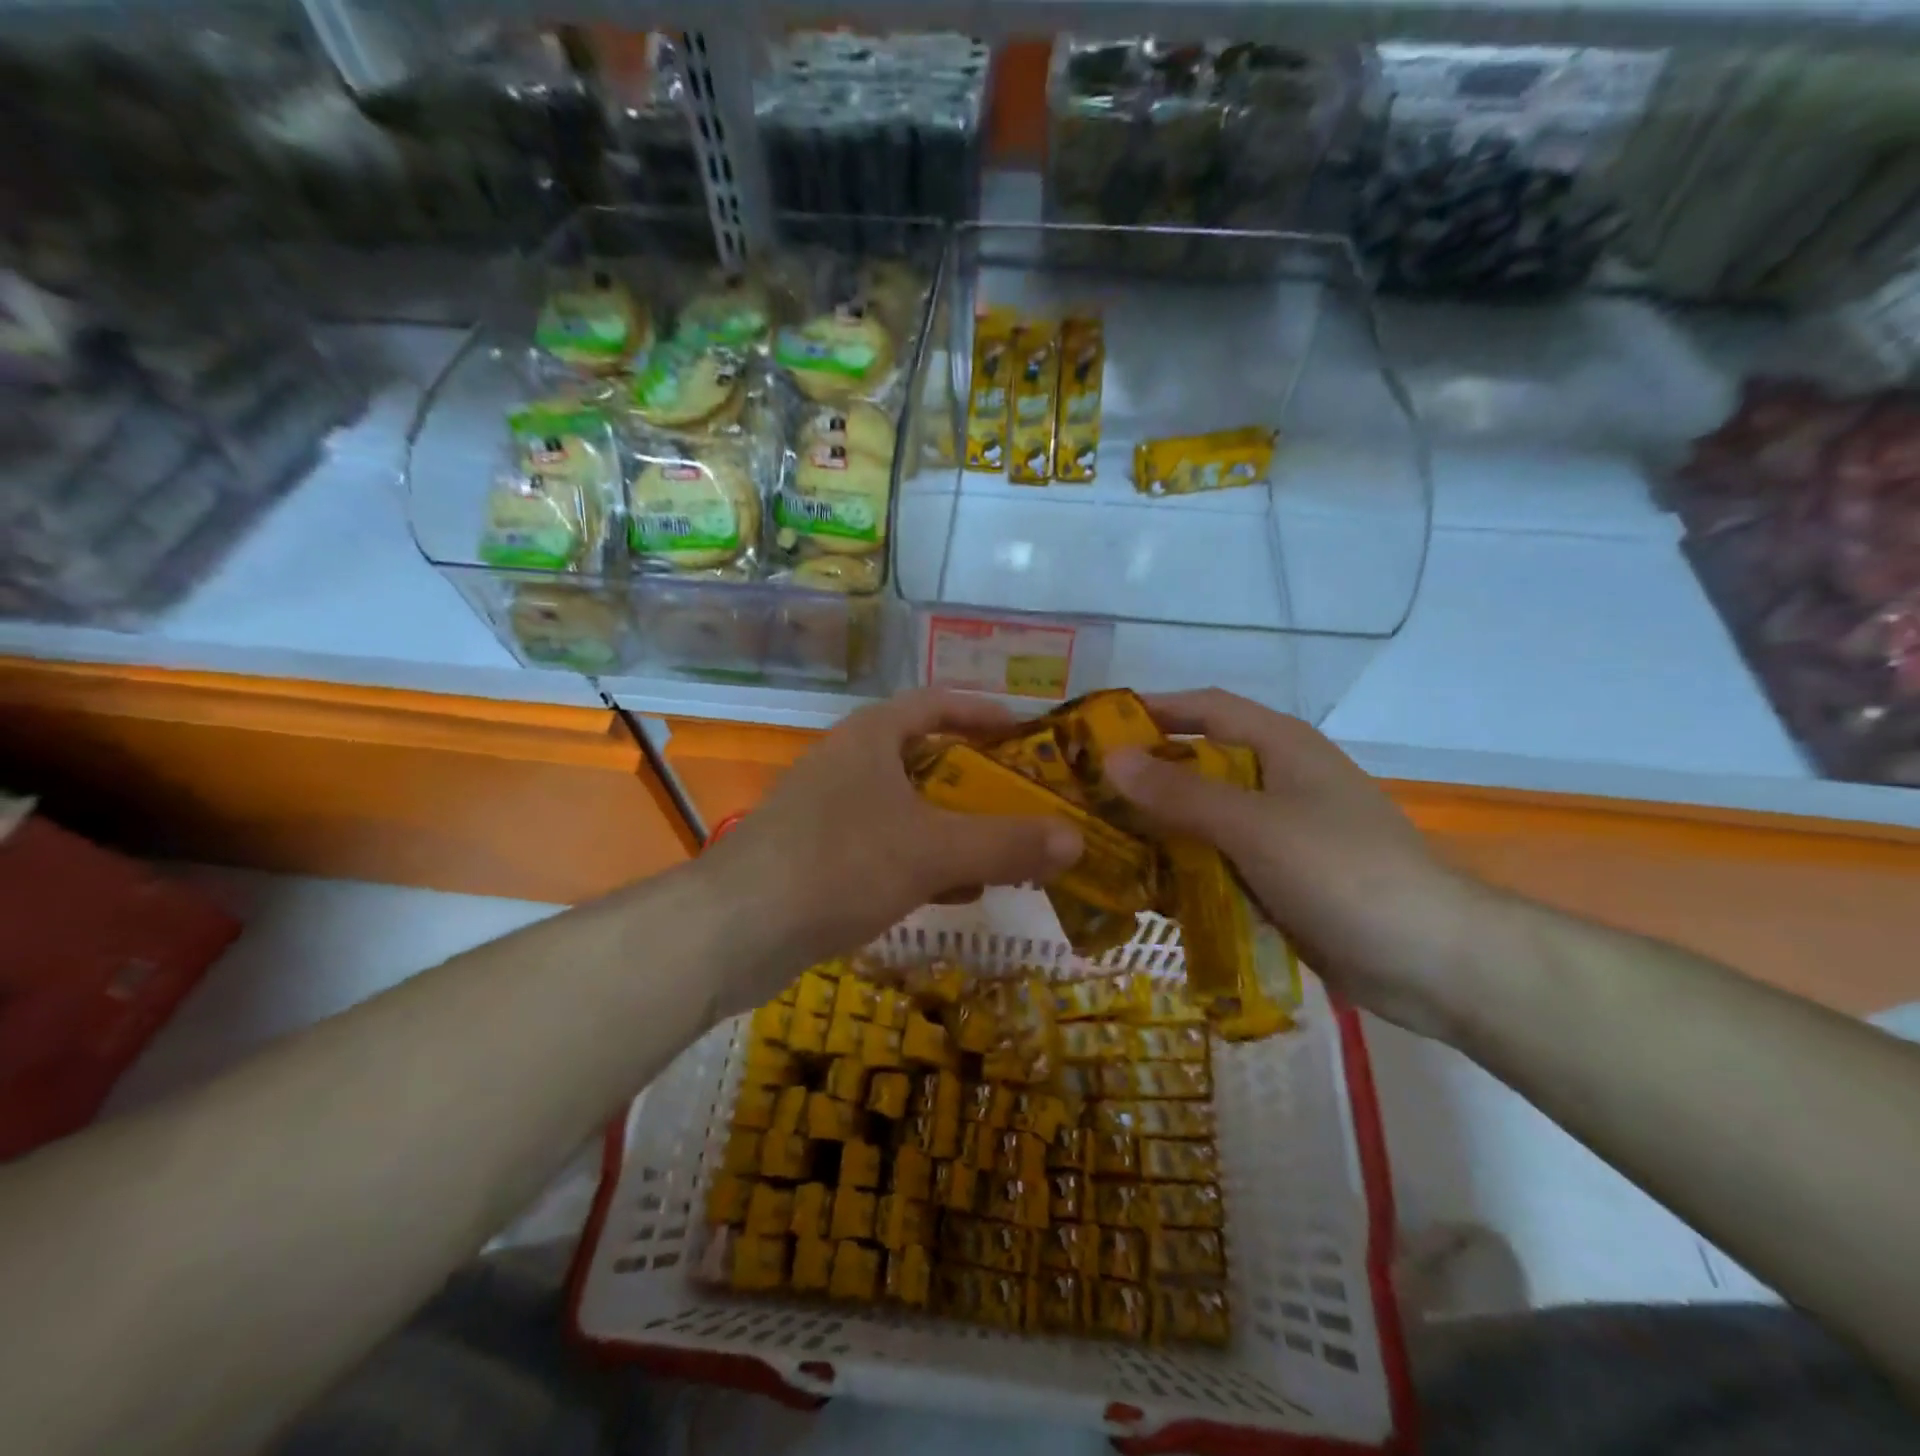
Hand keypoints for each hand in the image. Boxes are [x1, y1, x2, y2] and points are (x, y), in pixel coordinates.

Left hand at [698, 689, 1082, 1008]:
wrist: (734, 930)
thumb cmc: (838, 865)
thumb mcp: (933, 850)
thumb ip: (1006, 844)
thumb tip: (1077, 840)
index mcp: (870, 737)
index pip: (935, 702)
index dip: (982, 711)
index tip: (1025, 732)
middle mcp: (847, 764)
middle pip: (925, 756)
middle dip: (976, 778)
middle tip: (1025, 797)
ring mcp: (828, 811)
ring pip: (907, 807)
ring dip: (954, 825)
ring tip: (1004, 848)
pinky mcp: (817, 857)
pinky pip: (885, 847)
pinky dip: (923, 860)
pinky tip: (954, 891)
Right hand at [1104, 690, 1489, 1039]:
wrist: (1433, 961)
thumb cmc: (1343, 872)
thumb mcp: (1255, 826)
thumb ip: (1180, 794)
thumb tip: (1111, 758)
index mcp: (1281, 746)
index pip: (1205, 708)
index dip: (1152, 709)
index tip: (1095, 725)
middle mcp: (1279, 779)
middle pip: (1200, 764)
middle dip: (1146, 775)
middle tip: (1084, 792)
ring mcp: (1283, 831)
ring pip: (1207, 816)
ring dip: (1161, 825)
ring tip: (1101, 840)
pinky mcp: (1283, 877)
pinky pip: (1221, 859)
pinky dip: (1186, 866)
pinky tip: (1148, 887)